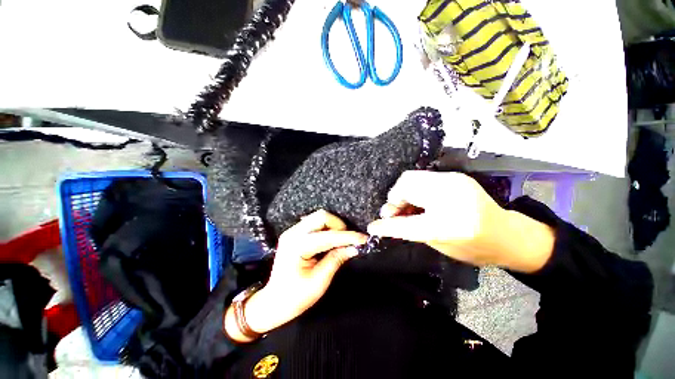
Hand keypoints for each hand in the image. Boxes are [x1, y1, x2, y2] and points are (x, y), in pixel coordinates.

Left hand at [225, 210, 366, 341]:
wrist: (273, 302)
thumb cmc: (295, 297)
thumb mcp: (319, 282)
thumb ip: (336, 259)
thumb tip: (354, 247)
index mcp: (298, 246)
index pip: (329, 236)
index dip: (348, 237)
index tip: (364, 238)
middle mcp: (293, 233)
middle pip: (321, 216)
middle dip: (339, 226)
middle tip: (347, 241)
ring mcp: (292, 231)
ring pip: (318, 217)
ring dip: (333, 226)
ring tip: (340, 241)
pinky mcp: (294, 233)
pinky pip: (314, 223)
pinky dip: (326, 228)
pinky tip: (330, 239)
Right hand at [367, 171, 553, 272]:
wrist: (508, 235)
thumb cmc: (474, 248)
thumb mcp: (439, 245)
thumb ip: (410, 230)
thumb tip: (386, 220)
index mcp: (449, 224)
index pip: (405, 223)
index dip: (386, 225)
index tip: (372, 226)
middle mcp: (451, 197)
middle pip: (405, 186)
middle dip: (394, 199)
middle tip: (393, 212)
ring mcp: (454, 182)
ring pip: (411, 177)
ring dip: (402, 192)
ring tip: (405, 206)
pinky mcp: (455, 176)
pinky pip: (422, 177)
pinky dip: (413, 188)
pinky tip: (417, 200)